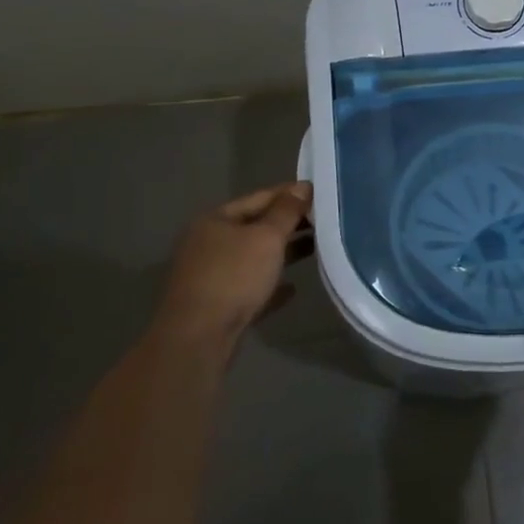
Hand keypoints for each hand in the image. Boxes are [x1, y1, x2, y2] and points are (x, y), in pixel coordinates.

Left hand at [151, 182, 313, 360]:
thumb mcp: (266, 237)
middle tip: (324, 221)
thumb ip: (287, 211)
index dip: (291, 194)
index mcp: (216, 220)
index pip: (260, 197)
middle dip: (289, 224)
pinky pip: (251, 287)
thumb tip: (303, 187)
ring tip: (316, 249)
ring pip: (254, 258)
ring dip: (283, 253)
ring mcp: (211, 275)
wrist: (198, 337)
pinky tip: (293, 288)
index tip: (321, 194)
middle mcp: (210, 243)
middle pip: (256, 227)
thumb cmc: (234, 276)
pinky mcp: (218, 304)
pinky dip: (271, 284)